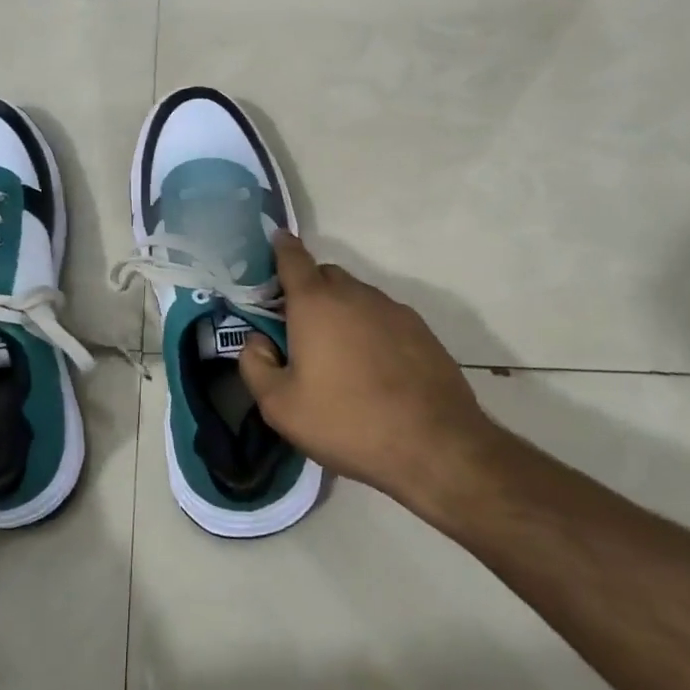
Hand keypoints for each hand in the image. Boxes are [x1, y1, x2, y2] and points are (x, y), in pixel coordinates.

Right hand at [238, 232, 502, 517]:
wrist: (435, 447)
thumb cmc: (346, 421)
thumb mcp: (279, 406)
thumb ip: (254, 365)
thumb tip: (258, 341)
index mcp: (315, 303)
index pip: (293, 258)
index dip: (281, 248)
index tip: (274, 242)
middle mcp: (355, 294)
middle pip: (325, 276)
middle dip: (308, 290)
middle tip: (298, 328)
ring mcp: (394, 311)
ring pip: (357, 297)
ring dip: (341, 312)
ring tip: (338, 356)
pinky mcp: (422, 332)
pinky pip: (384, 318)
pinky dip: (370, 330)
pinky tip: (373, 369)